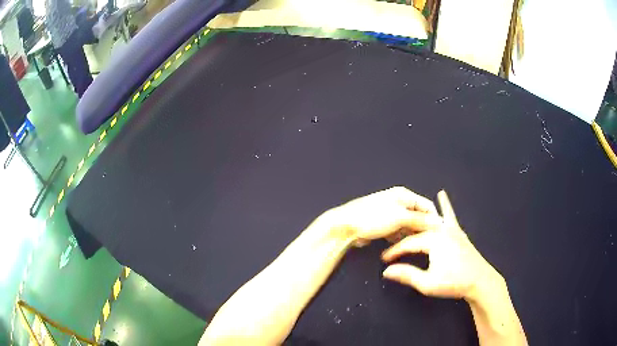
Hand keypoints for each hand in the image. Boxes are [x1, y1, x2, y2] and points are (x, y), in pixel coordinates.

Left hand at [324, 186, 441, 246]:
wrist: (345, 226)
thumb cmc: (372, 217)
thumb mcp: (400, 217)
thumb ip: (420, 220)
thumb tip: (438, 222)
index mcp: (403, 195)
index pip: (426, 206)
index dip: (433, 219)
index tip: (438, 234)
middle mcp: (398, 203)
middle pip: (417, 216)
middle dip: (421, 228)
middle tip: (426, 242)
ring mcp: (389, 214)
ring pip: (407, 226)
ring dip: (409, 235)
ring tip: (413, 245)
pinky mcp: (382, 226)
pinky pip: (396, 232)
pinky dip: (398, 238)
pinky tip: (399, 245)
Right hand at [381, 190, 500, 301]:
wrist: (480, 280)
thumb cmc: (454, 283)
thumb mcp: (427, 283)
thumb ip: (407, 275)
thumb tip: (387, 271)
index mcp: (434, 241)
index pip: (408, 243)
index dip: (394, 251)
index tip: (384, 259)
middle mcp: (442, 230)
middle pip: (417, 231)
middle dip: (403, 238)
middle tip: (392, 248)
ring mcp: (452, 230)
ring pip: (432, 221)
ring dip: (418, 220)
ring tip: (406, 214)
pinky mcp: (459, 233)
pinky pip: (450, 217)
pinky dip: (445, 206)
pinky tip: (442, 195)